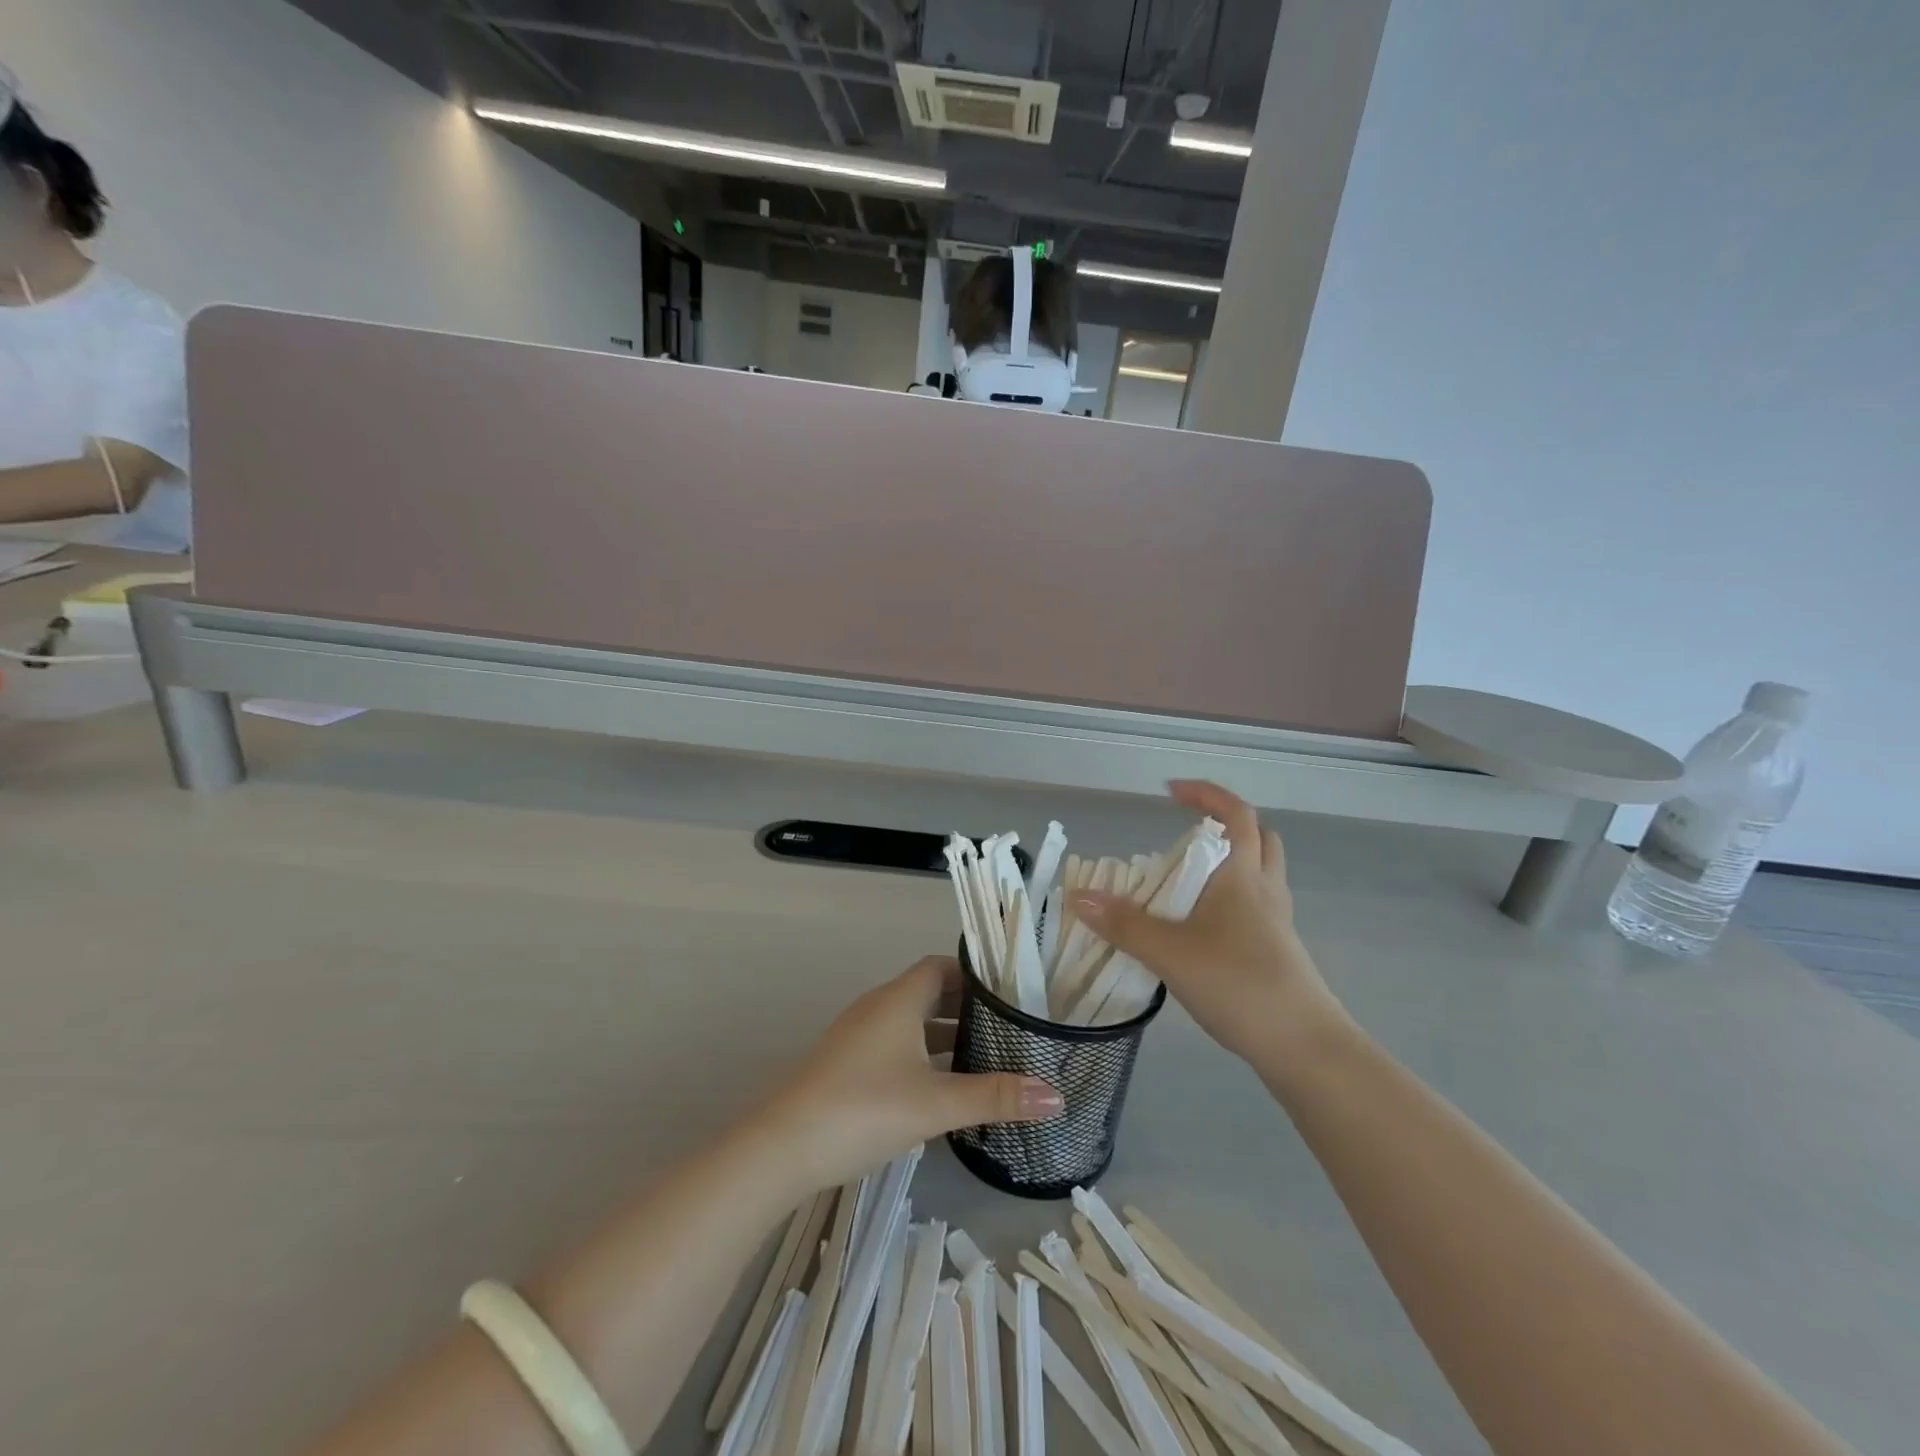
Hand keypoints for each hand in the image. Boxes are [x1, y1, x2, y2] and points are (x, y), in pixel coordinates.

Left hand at [762, 956, 1063, 1191]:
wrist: (783, 1146)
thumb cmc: (864, 1107)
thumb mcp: (937, 1103)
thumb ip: (996, 1097)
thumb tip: (1057, 1096)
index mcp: (899, 999)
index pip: (942, 966)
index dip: (976, 976)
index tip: (1011, 994)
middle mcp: (879, 1008)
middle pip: (929, 993)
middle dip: (968, 1009)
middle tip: (1009, 1028)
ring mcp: (859, 1036)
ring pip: (913, 1023)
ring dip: (946, 1036)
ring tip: (987, 1058)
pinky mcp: (848, 1064)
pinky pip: (896, 1046)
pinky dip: (924, 1056)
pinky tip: (943, 1088)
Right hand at [1067, 781, 1349, 1067]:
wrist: (1304, 1047)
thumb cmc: (1239, 984)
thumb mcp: (1170, 953)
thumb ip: (1123, 924)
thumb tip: (1078, 897)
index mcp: (1242, 876)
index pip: (1236, 814)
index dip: (1207, 794)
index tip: (1171, 791)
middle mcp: (1265, 890)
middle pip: (1258, 838)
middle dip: (1225, 825)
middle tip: (1186, 835)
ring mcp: (1277, 922)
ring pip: (1260, 872)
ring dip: (1229, 861)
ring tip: (1188, 879)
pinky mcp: (1278, 950)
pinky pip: (1255, 905)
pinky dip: (1231, 897)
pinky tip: (1202, 925)